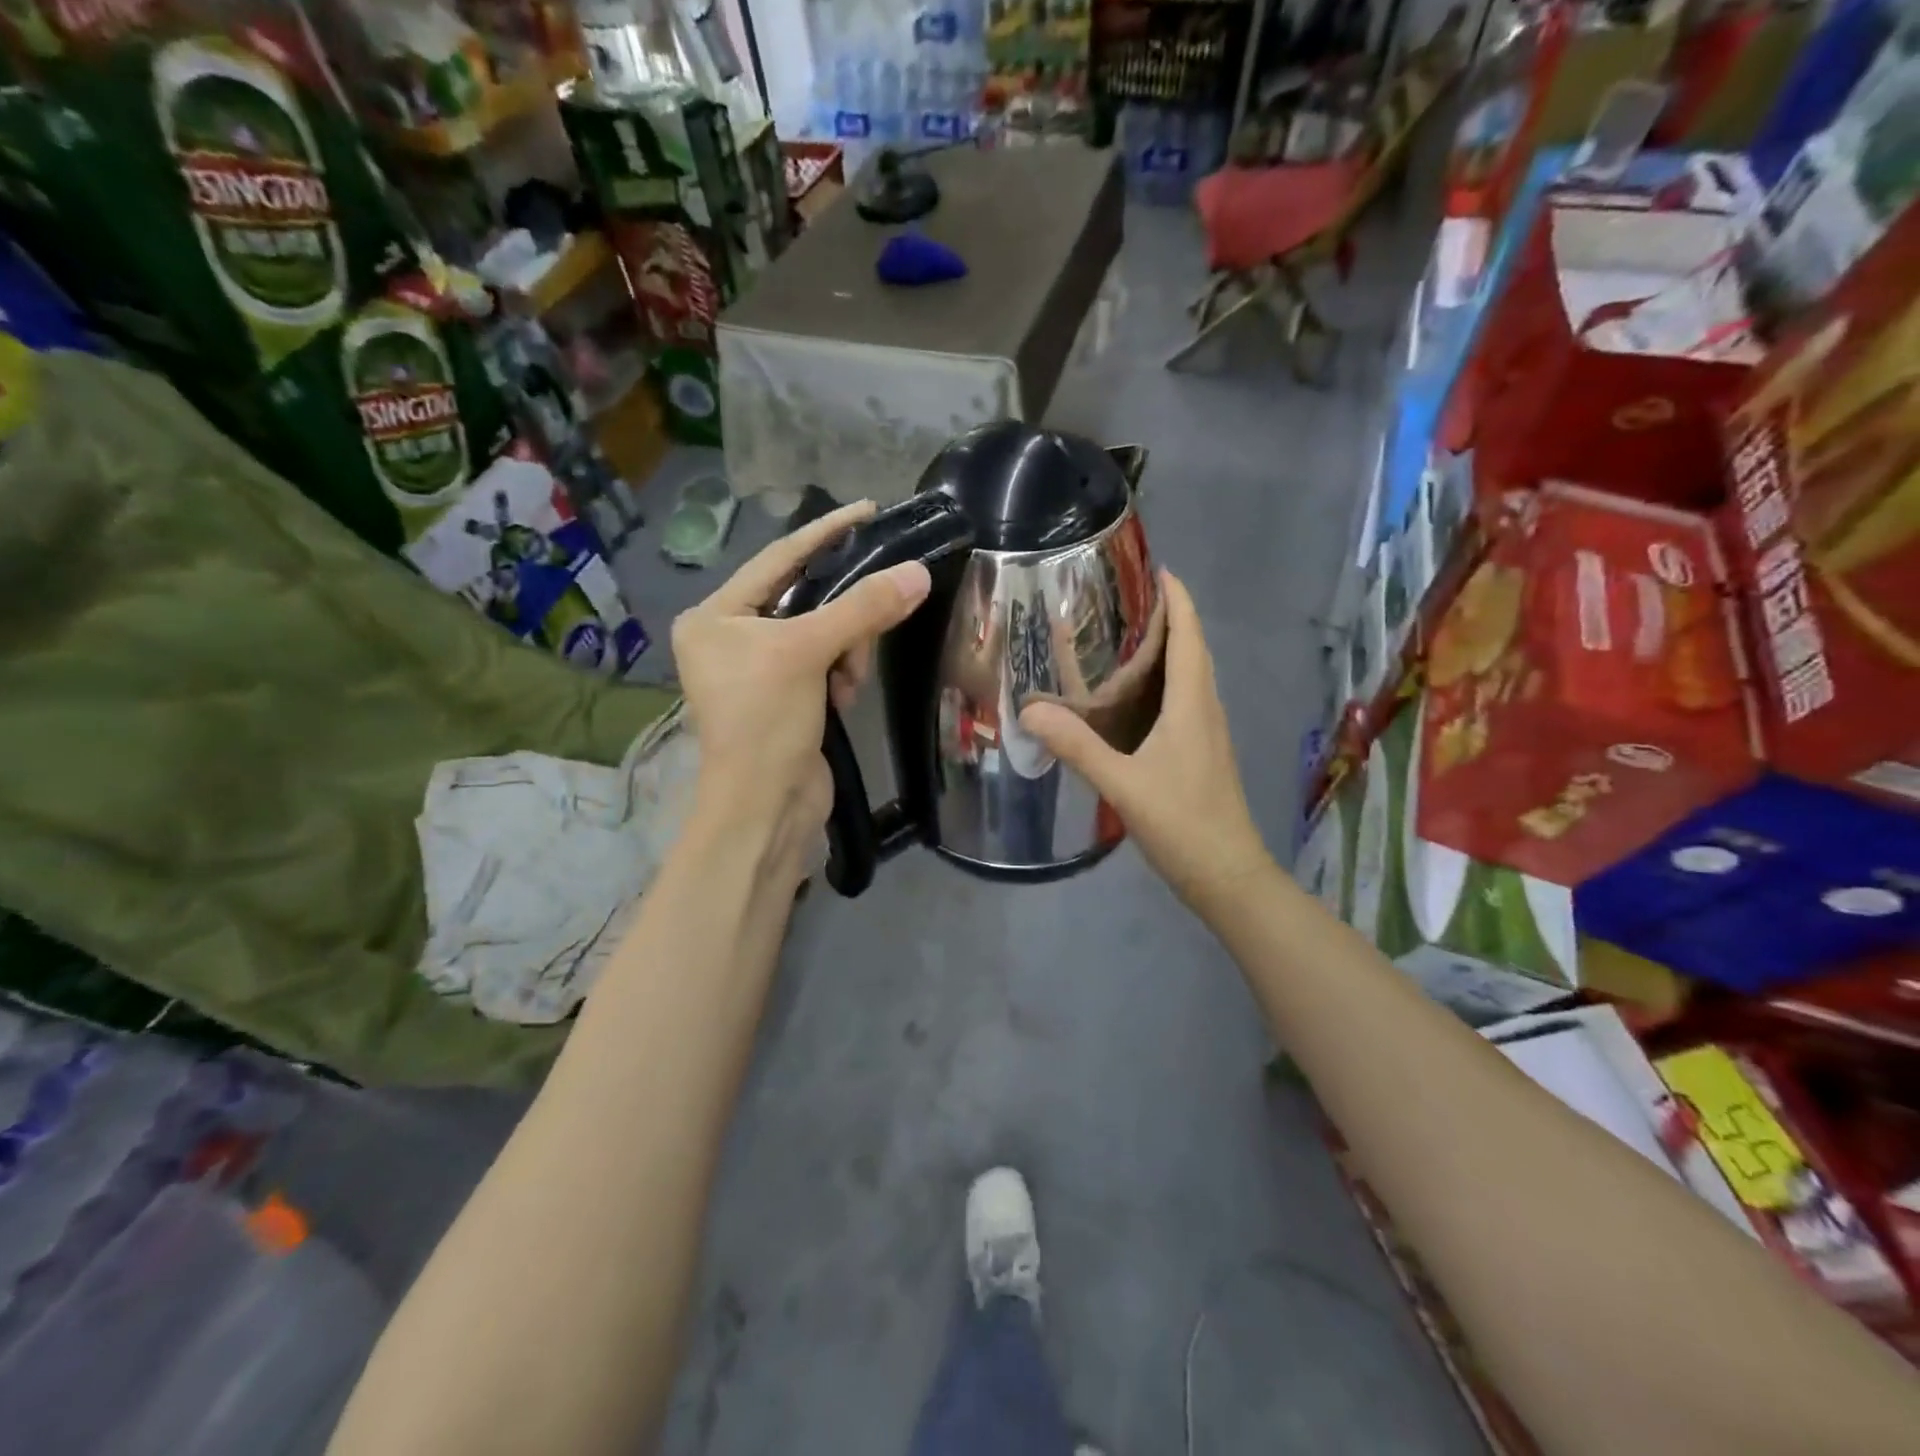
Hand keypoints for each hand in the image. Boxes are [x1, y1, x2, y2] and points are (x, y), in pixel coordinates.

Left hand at [672, 502, 930, 881]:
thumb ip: (862, 608)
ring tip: (846, 683)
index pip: (778, 558)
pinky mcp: (787, 697)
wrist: (765, 808)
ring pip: (823, 633)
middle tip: (866, 634)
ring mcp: (759, 670)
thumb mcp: (808, 653)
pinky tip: (842, 699)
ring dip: (845, 652)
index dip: (826, 533)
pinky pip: (826, 664)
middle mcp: (730, 636)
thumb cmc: (765, 721)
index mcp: (715, 615)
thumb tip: (917, 573)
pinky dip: (842, 675)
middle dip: (842, 616)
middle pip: (806, 598)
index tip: (869, 509)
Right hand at [1019, 570, 1267, 907]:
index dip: (1177, 598)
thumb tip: (1029, 710)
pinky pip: (1185, 700)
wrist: (1228, 876)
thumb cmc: (1183, 823)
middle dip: (1168, 616)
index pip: (1189, 634)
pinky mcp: (1202, 753)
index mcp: (1192, 704)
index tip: (1154, 567)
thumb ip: (1076, 746)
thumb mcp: (1122, 783)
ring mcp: (1207, 732)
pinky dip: (1163, 682)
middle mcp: (1205, 708)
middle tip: (1122, 599)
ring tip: (1122, 637)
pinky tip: (1132, 698)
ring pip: (1190, 675)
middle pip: (1192, 648)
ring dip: (1167, 648)